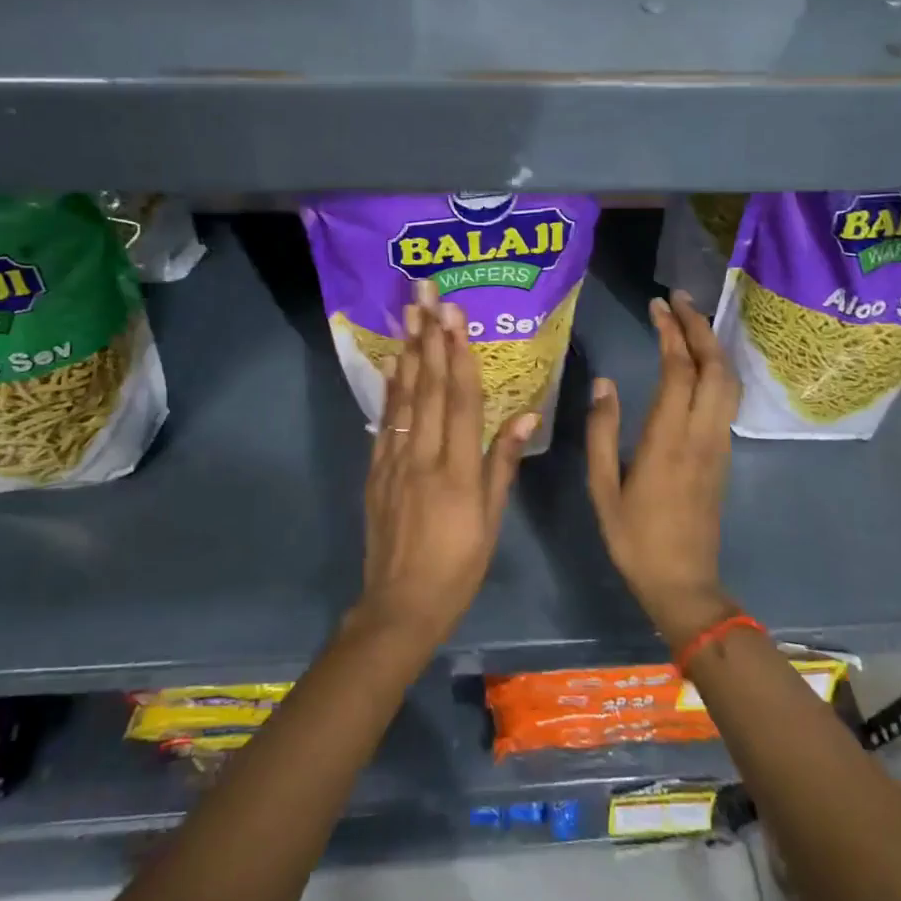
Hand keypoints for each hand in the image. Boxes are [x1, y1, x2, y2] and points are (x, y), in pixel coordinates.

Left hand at [352, 280, 535, 655]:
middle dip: (429, 337)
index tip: (456, 316)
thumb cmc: (458, 566)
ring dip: (408, 353)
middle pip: (429, 388)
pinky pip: (384, 422)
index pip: (461, 401)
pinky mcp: (376, 471)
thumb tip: (525, 417)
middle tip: (426, 296)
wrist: (399, 605)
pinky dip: (388, 390)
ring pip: (404, 398)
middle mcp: (423, 456)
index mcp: (458, 470)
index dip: (459, 355)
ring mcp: (394, 461)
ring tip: (408, 315)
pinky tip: (391, 364)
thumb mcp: (491, 522)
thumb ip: (503, 465)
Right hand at [587, 290, 740, 646]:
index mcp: (667, 440)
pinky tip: (700, 361)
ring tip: (690, 320)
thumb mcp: (602, 488)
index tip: (656, 305)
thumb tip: (604, 383)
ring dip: (712, 345)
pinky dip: (717, 369)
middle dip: (699, 327)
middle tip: (678, 299)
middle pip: (714, 368)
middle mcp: (701, 435)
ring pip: (728, 382)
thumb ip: (602, 432)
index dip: (670, 333)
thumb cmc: (634, 538)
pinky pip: (727, 399)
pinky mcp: (723, 455)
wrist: (684, 584)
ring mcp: (718, 444)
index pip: (678, 371)